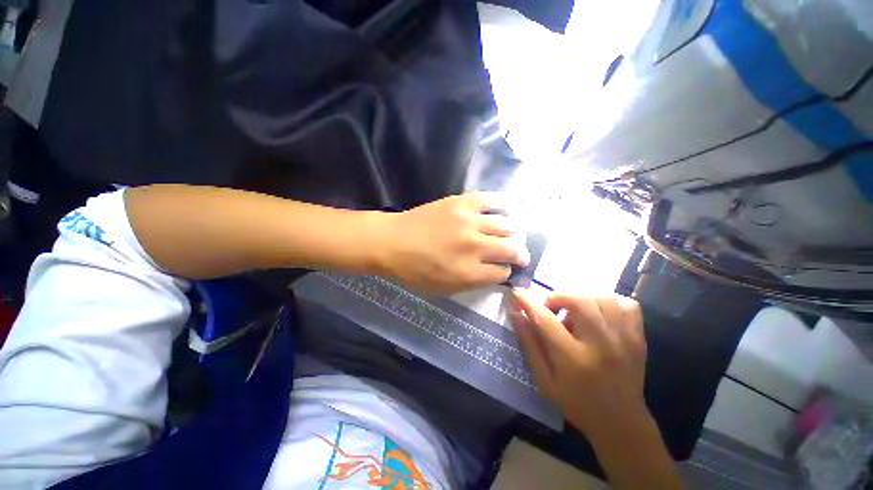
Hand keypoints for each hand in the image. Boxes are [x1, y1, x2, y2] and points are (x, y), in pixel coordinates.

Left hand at [375, 193, 529, 293]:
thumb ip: (474, 282)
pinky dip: (503, 205)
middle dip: (519, 254)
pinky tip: (508, 210)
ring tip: (512, 235)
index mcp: (469, 272)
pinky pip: (491, 200)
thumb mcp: (444, 289)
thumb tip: (496, 273)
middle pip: (511, 249)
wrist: (393, 241)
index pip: (502, 273)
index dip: (506, 273)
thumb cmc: (415, 270)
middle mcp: (474, 246)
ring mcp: (469, 221)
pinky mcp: (461, 202)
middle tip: (519, 255)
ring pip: (506, 226)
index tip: (504, 270)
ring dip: (513, 234)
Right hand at [510, 289, 647, 436]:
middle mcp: (601, 345)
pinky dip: (609, 301)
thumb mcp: (544, 380)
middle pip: (579, 300)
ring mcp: (624, 340)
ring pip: (602, 298)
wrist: (621, 423)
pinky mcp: (638, 338)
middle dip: (558, 297)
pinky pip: (626, 304)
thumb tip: (516, 313)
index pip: (545, 319)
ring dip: (581, 298)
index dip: (527, 301)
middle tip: (551, 308)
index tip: (517, 292)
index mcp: (573, 359)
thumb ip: (529, 344)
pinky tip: (598, 313)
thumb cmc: (576, 403)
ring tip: (573, 312)